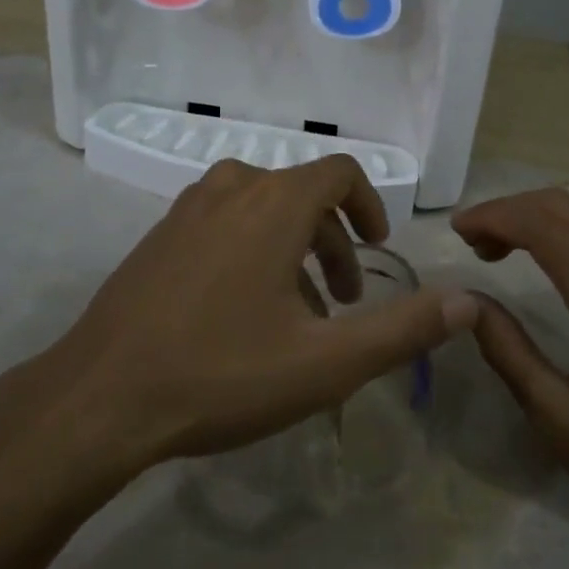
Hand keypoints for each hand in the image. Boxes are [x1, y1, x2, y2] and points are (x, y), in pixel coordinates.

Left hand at [32, 157, 479, 475]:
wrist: (100, 397)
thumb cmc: (221, 373)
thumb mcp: (326, 362)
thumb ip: (403, 329)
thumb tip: (468, 301)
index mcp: (274, 202)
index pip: (338, 172)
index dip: (369, 204)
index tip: (378, 247)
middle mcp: (233, 186)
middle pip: (302, 193)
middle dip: (333, 241)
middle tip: (345, 304)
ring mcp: (188, 207)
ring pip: (261, 207)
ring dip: (293, 247)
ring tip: (298, 313)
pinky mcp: (160, 233)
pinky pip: (223, 221)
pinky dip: (251, 247)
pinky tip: (241, 311)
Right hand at [455, 189, 568, 546]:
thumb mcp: (562, 424)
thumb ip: (509, 353)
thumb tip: (466, 302)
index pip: (544, 226)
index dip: (494, 216)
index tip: (458, 231)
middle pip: (562, 206)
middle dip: (509, 210)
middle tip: (472, 240)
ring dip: (535, 216)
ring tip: (497, 246)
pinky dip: (562, 228)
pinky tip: (542, 256)